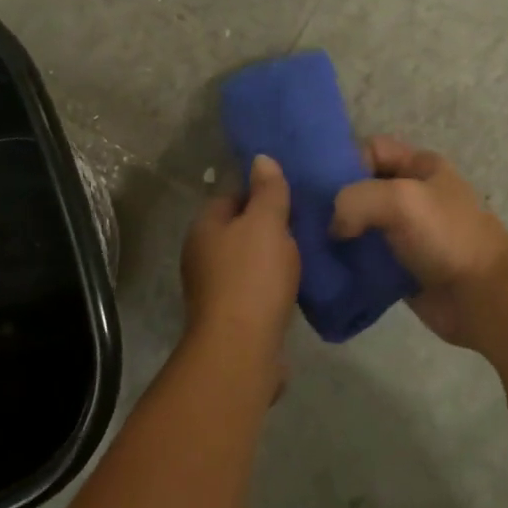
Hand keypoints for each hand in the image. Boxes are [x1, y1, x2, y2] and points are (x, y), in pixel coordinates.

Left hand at [180, 155, 299, 373]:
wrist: (241, 349)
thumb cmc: (252, 277)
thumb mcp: (266, 223)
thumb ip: (267, 191)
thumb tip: (261, 158)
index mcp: (205, 226)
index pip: (231, 194)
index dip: (260, 190)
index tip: (291, 192)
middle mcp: (201, 254)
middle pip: (238, 228)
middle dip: (268, 224)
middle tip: (304, 221)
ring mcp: (213, 287)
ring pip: (247, 259)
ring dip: (271, 256)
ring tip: (305, 251)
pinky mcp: (230, 315)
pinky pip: (254, 287)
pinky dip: (271, 283)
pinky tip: (294, 284)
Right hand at [330, 137, 507, 347]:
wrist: (484, 298)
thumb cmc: (446, 237)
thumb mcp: (399, 199)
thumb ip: (355, 199)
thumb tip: (334, 228)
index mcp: (420, 166)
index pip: (371, 149)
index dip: (346, 161)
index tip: (322, 186)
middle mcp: (412, 195)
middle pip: (362, 187)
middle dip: (334, 200)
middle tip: (305, 217)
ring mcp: (406, 233)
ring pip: (360, 224)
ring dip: (337, 234)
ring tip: (310, 244)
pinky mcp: (400, 267)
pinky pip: (365, 258)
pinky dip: (347, 262)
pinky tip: (326, 267)